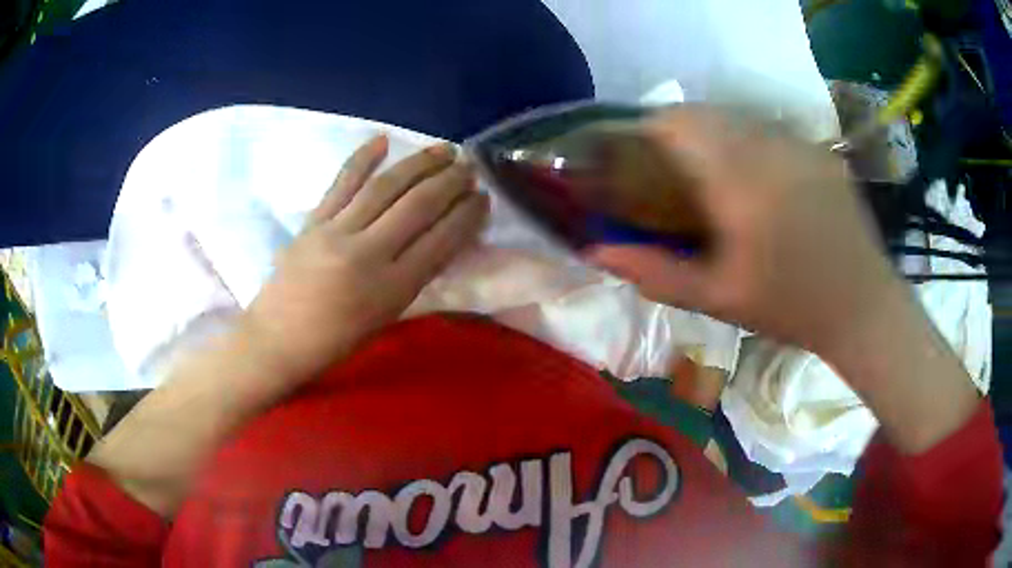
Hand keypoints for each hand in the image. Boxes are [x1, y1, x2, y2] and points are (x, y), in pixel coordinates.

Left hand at [243, 136, 488, 382]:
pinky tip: (382, 139)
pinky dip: (362, 158)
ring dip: (419, 163)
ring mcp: (336, 232)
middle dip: (450, 182)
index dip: (467, 215)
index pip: (440, 240)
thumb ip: (412, 277)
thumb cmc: (334, 343)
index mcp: (390, 289)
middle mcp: (366, 254)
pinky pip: (341, 182)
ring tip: (443, 149)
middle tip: (469, 168)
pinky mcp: (313, 221)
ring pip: (385, 187)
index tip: (483, 198)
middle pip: (418, 206)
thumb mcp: (385, 318)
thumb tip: (439, 239)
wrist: (275, 341)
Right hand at [589, 107, 903, 355]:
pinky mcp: (820, 151)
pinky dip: (750, 140)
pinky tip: (759, 178)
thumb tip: (597, 251)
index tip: (639, 155)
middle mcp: (769, 147)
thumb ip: (655, 272)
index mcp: (739, 181)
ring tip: (714, 172)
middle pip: (705, 112)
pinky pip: (772, 130)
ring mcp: (800, 144)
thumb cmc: (790, 308)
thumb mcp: (718, 298)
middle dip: (678, 130)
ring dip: (715, 132)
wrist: (863, 308)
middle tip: (673, 169)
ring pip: (739, 116)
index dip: (648, 130)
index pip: (677, 123)